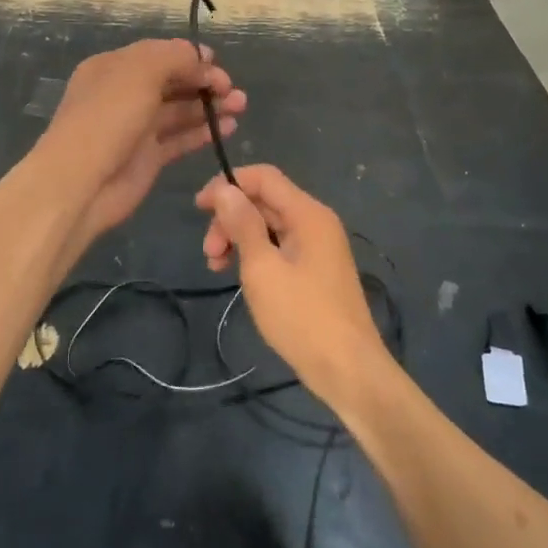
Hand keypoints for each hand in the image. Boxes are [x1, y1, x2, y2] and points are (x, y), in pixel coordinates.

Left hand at [40, 39, 245, 248]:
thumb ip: (174, 57)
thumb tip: (201, 58)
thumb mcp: (140, 72)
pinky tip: (227, 127)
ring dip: (209, 106)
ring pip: (179, 111)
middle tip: (233, 90)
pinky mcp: (148, 158)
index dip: (189, 57)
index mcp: (114, 68)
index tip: (218, 64)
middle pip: (171, 82)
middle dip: (203, 82)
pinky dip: (202, 132)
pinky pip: (180, 139)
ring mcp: (136, 128)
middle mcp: (124, 94)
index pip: (158, 54)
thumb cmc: (108, 117)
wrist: (81, 182)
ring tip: (240, 106)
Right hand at [196, 165, 386, 406]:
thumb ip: (243, 224)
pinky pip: (279, 247)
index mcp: (308, 214)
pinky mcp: (315, 271)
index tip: (199, 207)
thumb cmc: (302, 317)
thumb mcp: (262, 268)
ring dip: (239, 238)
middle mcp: (316, 222)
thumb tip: (225, 189)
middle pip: (265, 201)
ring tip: (217, 268)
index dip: (228, 184)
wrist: (348, 370)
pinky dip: (255, 255)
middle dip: (231, 219)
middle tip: (209, 252)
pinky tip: (240, 277)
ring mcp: (318, 248)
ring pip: (269, 226)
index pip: (264, 177)